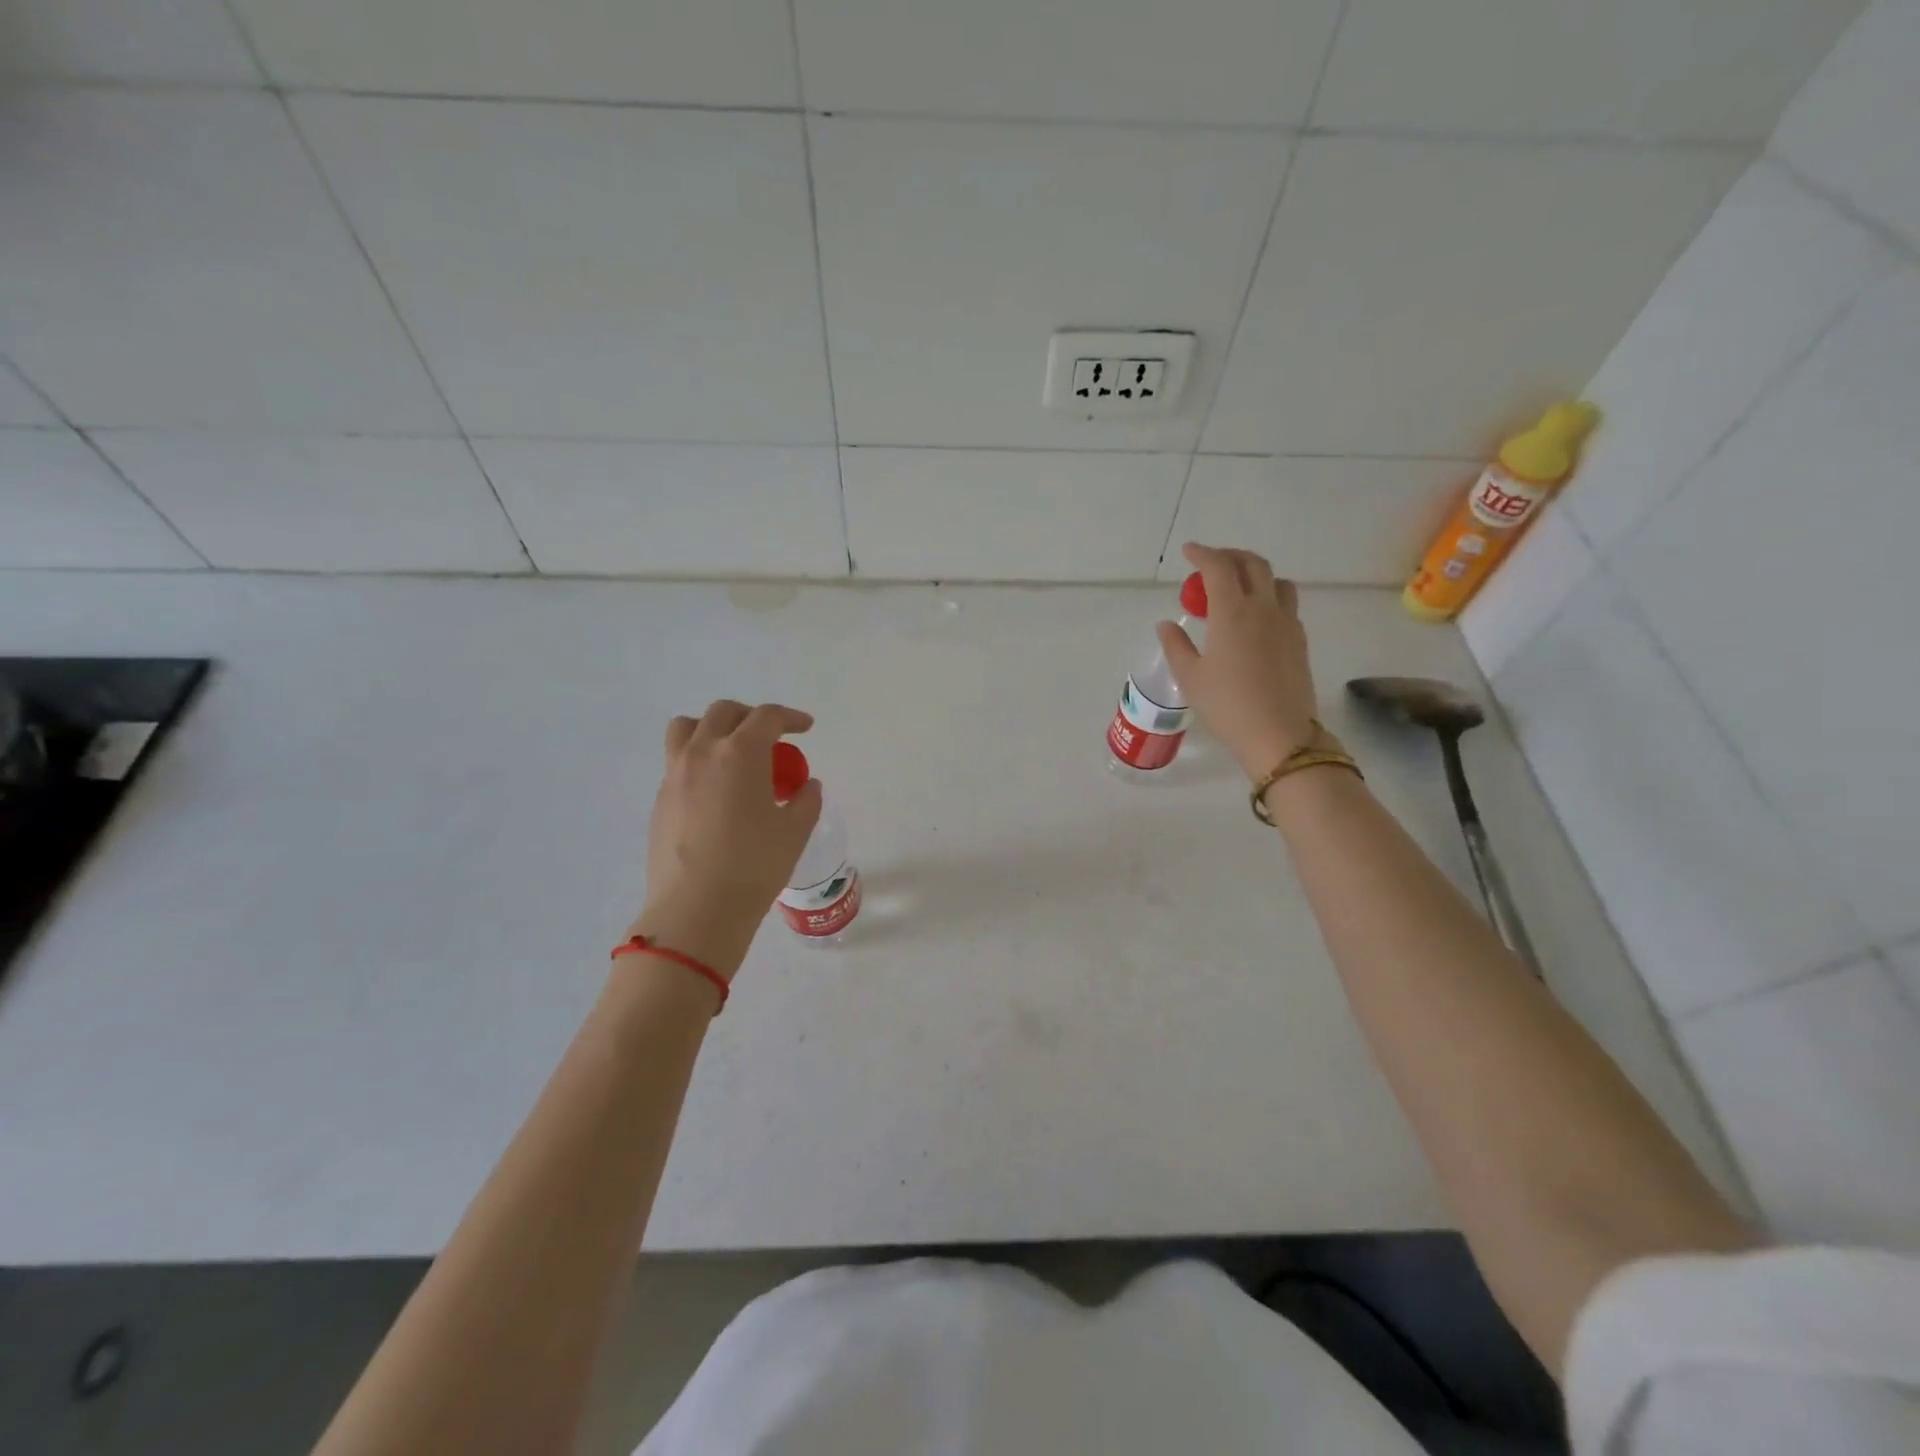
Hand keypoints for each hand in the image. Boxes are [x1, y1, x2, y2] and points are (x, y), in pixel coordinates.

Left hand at [629, 701, 822, 977]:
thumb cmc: (754, 865)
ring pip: (687, 728)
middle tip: (770, 738)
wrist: (696, 908)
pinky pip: (677, 761)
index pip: (767, 717)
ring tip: (730, 751)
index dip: (790, 717)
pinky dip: (699, 760)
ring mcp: (675, 774)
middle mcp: (703, 752)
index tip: (805, 728)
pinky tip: (715, 791)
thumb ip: (806, 801)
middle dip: (751, 717)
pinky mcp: (660, 800)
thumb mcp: (794, 832)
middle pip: (724, 712)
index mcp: (741, 753)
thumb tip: (806, 786)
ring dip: (713, 728)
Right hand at [1157, 543, 1318, 780]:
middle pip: (1253, 564)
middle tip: (1212, 563)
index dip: (1202, 554)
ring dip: (1256, 573)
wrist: (1278, 734)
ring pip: (1277, 581)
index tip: (1189, 552)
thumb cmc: (1227, 705)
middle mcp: (1263, 608)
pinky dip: (1270, 597)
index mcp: (1232, 612)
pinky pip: (1287, 604)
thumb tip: (1166, 625)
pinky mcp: (1299, 641)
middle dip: (1231, 556)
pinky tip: (1257, 617)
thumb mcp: (1190, 677)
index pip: (1218, 568)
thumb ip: (1176, 646)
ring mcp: (1287, 623)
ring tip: (1239, 586)